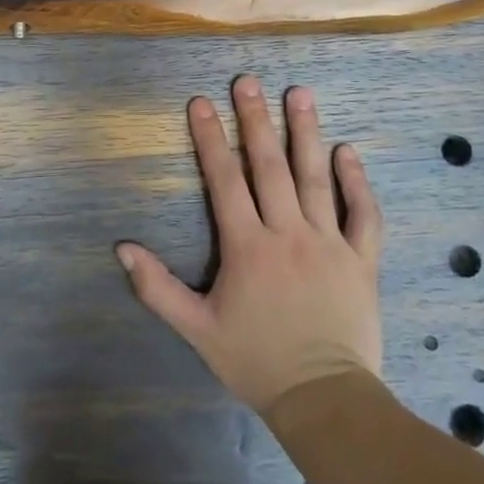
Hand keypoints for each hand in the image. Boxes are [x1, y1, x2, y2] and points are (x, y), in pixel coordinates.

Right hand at [117, 76, 382, 413]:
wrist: (325, 402)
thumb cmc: (256, 362)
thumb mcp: (197, 330)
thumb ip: (158, 288)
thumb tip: (121, 247)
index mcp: (247, 247)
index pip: (224, 180)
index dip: (210, 138)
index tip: (201, 101)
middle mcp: (287, 233)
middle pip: (269, 166)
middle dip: (255, 120)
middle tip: (248, 81)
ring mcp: (328, 243)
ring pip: (315, 178)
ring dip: (306, 133)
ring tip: (299, 93)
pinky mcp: (361, 260)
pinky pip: (362, 214)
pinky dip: (356, 182)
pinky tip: (347, 150)